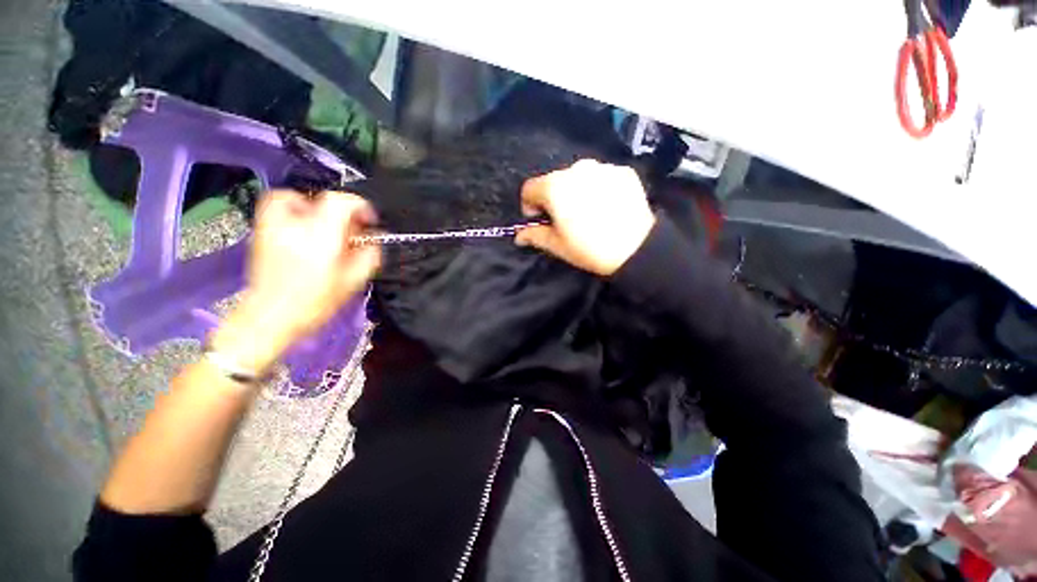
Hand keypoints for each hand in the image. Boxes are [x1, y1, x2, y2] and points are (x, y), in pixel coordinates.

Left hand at [210, 190, 379, 372]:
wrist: (270, 317)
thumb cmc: (315, 302)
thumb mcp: (353, 281)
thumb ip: (368, 256)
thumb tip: (373, 240)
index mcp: (322, 236)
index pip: (342, 202)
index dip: (360, 206)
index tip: (369, 220)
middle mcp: (296, 224)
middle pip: (321, 198)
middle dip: (342, 209)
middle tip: (349, 227)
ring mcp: (273, 226)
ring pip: (293, 197)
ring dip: (314, 207)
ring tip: (323, 225)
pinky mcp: (261, 233)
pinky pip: (276, 207)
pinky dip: (292, 211)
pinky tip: (302, 230)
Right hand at [515, 159, 655, 275]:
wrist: (636, 248)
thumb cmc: (590, 249)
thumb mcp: (557, 245)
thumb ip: (534, 235)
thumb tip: (519, 235)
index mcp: (555, 187)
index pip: (529, 189)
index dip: (530, 206)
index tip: (540, 221)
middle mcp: (577, 169)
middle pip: (554, 181)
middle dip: (554, 199)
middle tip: (566, 220)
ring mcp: (602, 168)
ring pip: (578, 177)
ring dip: (576, 192)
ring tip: (589, 213)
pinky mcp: (623, 172)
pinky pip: (601, 177)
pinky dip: (599, 189)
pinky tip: (607, 207)